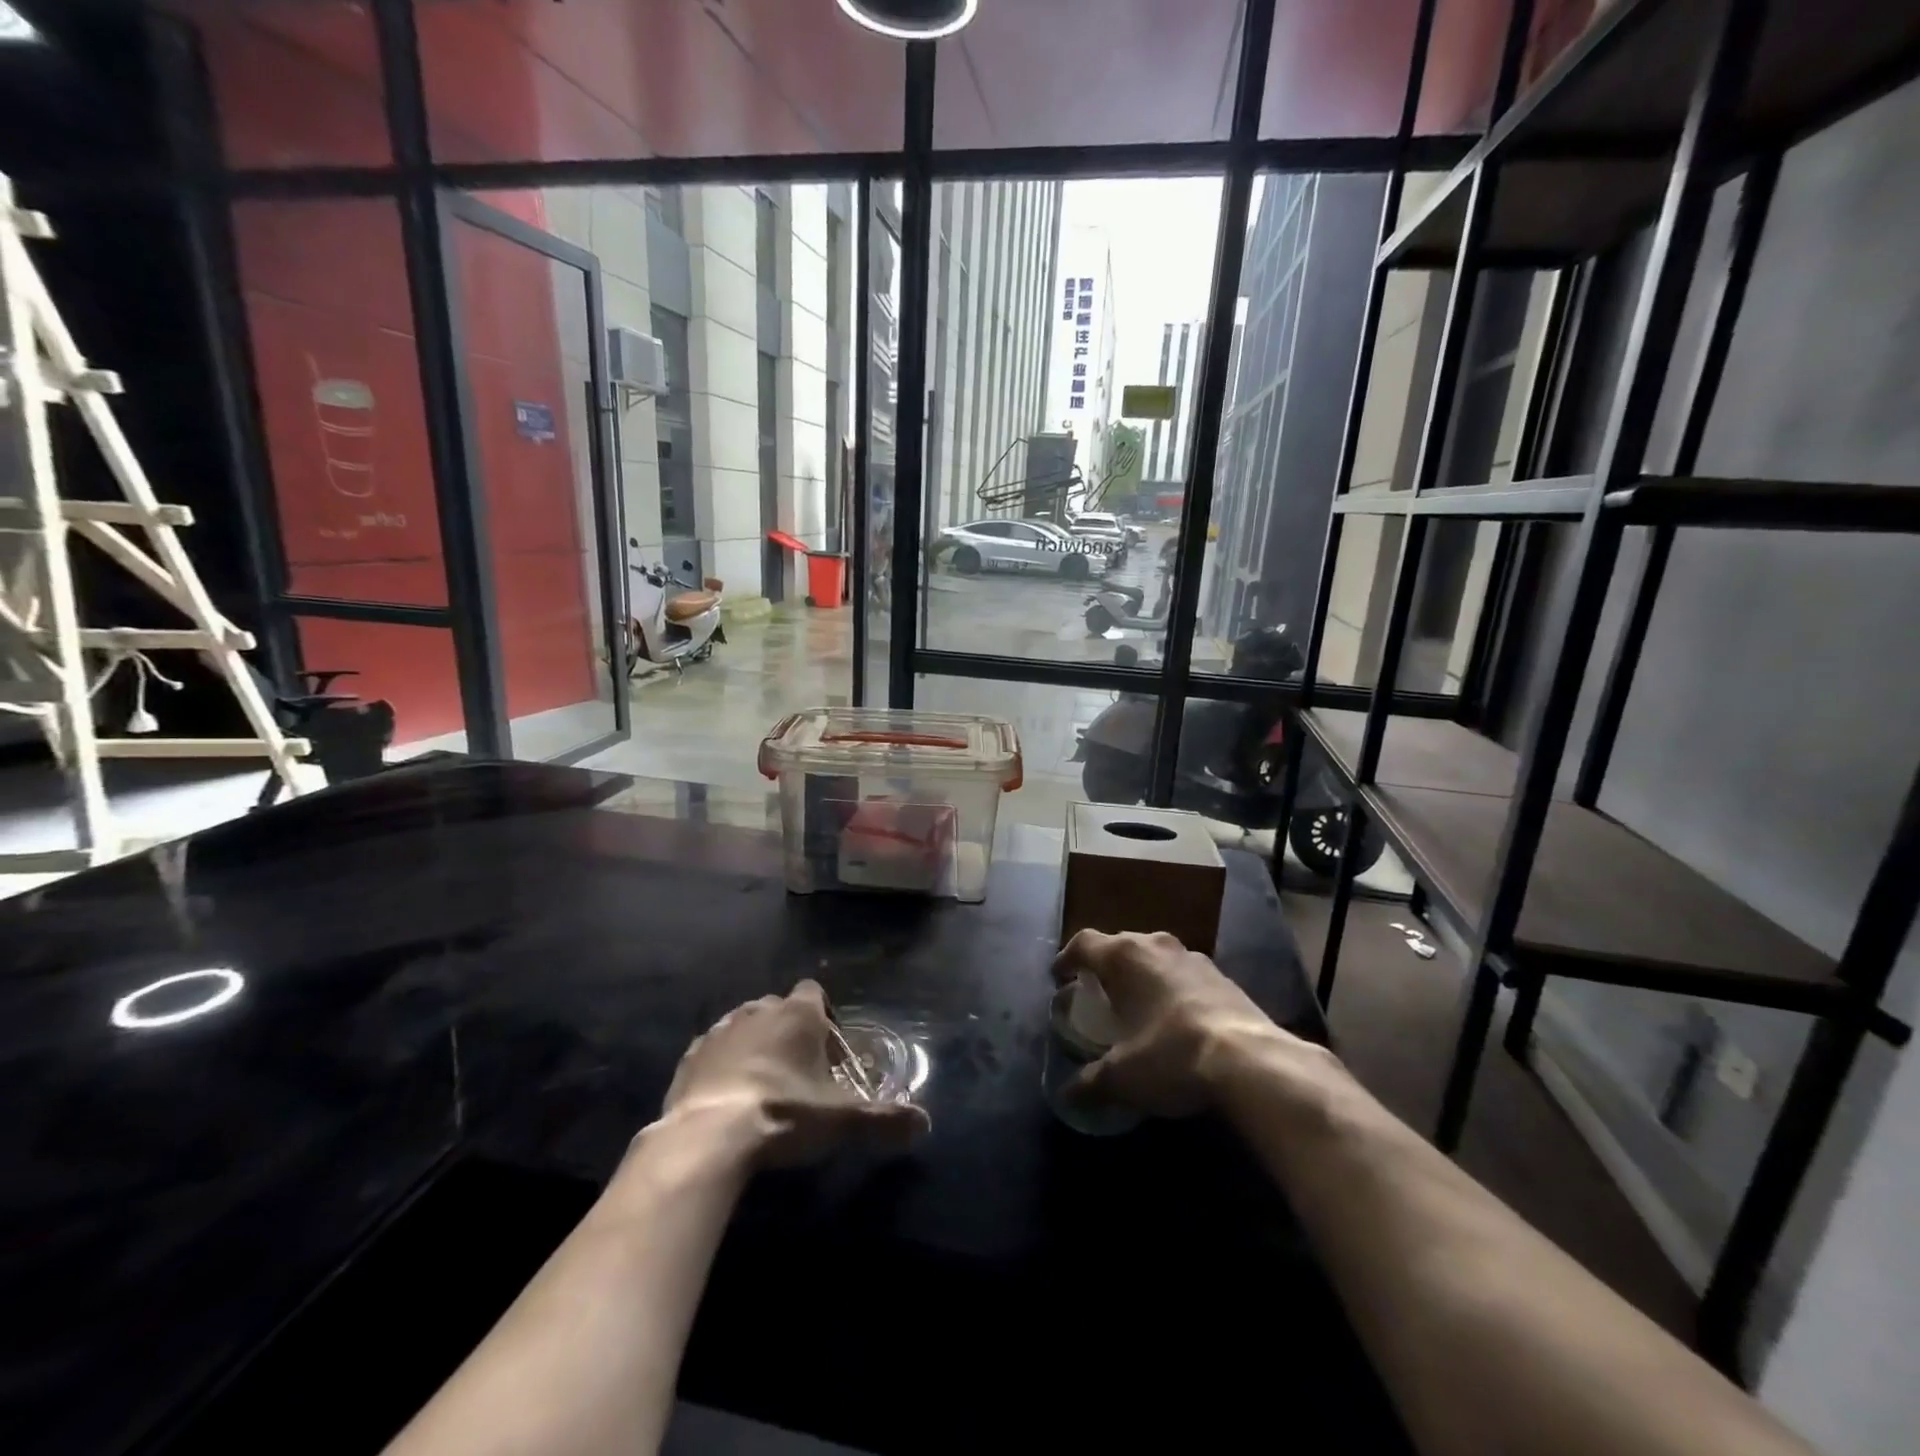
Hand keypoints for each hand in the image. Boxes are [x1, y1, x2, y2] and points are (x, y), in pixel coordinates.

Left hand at [661, 981, 929, 1167]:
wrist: (708, 1137)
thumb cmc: (784, 1113)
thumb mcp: (841, 1120)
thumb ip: (885, 1118)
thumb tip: (925, 1123)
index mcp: (798, 1013)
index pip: (815, 992)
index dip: (825, 1018)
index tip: (828, 1054)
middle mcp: (759, 1009)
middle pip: (780, 1009)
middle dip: (790, 1034)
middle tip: (800, 1076)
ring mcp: (721, 1030)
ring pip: (745, 1027)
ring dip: (755, 1048)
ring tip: (763, 1089)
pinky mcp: (690, 1056)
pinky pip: (713, 1052)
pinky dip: (722, 1067)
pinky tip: (727, 1100)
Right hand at [1052, 930, 1320, 1116]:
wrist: (1251, 1062)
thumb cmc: (1171, 1055)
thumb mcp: (1122, 1077)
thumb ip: (1089, 1082)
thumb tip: (1067, 1096)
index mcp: (1124, 957)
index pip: (1084, 943)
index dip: (1067, 959)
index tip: (1059, 978)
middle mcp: (1157, 946)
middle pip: (1120, 945)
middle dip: (1105, 967)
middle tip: (1097, 993)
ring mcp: (1194, 958)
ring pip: (1156, 957)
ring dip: (1142, 976)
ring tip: (1137, 1005)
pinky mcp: (1224, 977)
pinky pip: (1185, 975)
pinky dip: (1172, 989)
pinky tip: (1176, 1020)